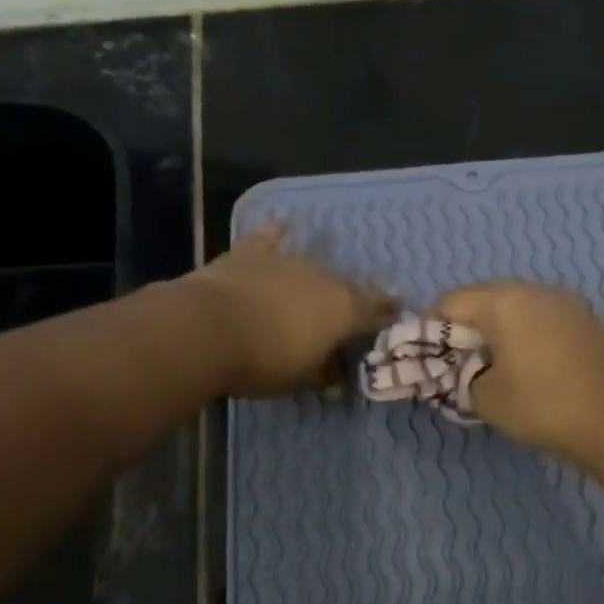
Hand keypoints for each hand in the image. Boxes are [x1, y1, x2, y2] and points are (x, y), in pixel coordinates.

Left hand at [185, 222, 396, 396]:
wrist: (208, 328)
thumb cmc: (263, 362)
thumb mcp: (299, 380)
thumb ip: (323, 374)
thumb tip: (335, 377)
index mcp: (345, 312)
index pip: (377, 311)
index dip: (387, 314)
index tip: (395, 314)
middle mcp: (325, 278)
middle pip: (348, 286)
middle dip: (353, 297)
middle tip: (352, 309)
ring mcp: (289, 260)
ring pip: (314, 265)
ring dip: (318, 276)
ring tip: (317, 285)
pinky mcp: (252, 251)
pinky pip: (270, 238)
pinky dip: (277, 234)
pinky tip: (281, 224)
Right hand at [430, 280, 603, 469]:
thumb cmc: (544, 408)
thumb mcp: (487, 399)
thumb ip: (463, 377)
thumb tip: (466, 370)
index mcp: (504, 303)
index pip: (450, 301)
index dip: (429, 325)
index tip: (425, 353)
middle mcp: (536, 291)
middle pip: (485, 296)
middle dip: (465, 323)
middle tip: (457, 357)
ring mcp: (568, 302)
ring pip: (518, 305)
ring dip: (499, 326)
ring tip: (493, 359)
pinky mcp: (591, 320)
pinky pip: (546, 317)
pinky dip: (529, 332)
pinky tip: (532, 362)